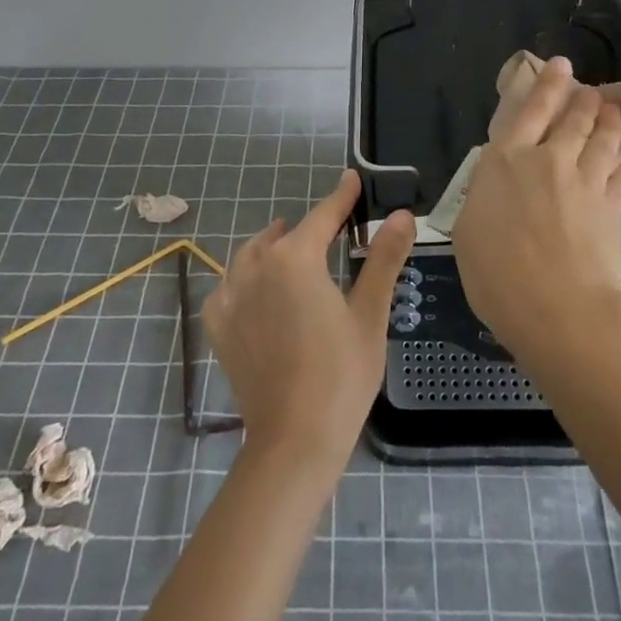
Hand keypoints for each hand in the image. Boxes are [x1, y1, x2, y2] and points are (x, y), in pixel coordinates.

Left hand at [203, 169, 414, 476]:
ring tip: (291, 250)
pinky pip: (230, 286)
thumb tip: (402, 215)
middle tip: (332, 230)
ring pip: (253, 255)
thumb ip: (384, 258)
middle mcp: (257, 265)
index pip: (324, 215)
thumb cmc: (341, 375)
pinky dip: (245, 279)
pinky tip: (257, 291)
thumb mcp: (370, 313)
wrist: (293, 442)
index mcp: (296, 258)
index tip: (352, 178)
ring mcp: (231, 295)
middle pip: (287, 235)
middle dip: (310, 228)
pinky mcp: (218, 324)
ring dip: (273, 247)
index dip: (341, 197)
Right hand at [451, 56, 620, 361]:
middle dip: (585, 99)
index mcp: (508, 160)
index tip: (561, 65)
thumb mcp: (468, 231)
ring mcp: (585, 181)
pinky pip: (620, 172)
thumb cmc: (498, 274)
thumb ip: (483, 196)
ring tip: (615, 111)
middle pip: (575, 117)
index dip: (548, 83)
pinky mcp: (611, 206)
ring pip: (604, 138)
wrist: (560, 309)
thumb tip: (495, 182)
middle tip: (591, 91)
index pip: (531, 108)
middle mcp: (549, 159)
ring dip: (610, 120)